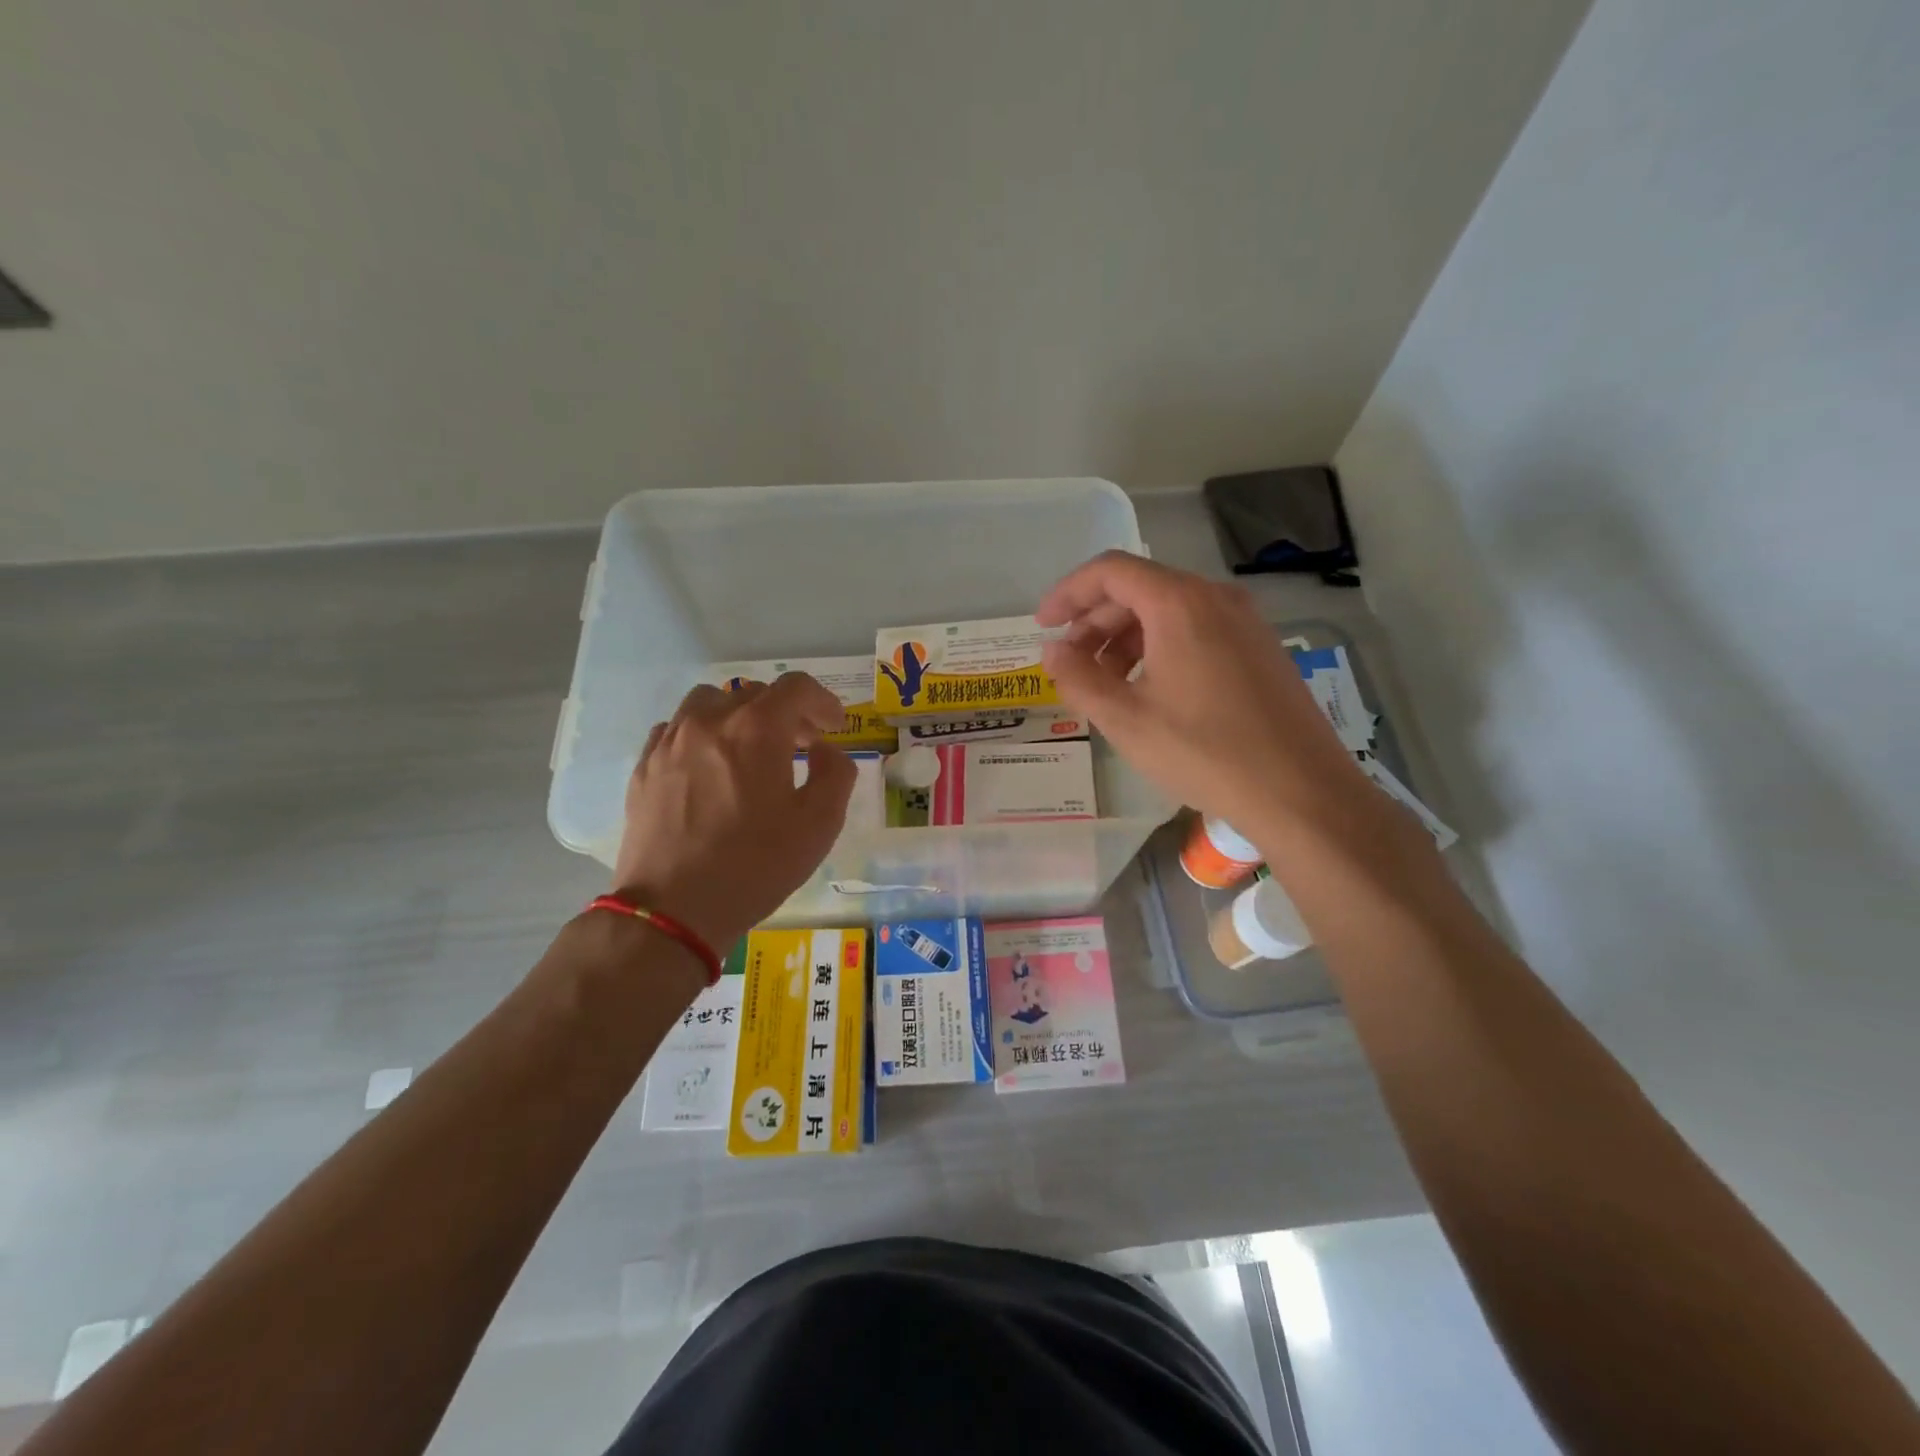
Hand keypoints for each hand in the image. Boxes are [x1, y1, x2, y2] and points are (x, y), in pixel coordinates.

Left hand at [611, 674, 855, 953]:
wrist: (674, 909)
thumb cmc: (755, 866)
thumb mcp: (819, 825)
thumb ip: (835, 774)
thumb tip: (826, 750)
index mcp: (756, 729)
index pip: (796, 688)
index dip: (823, 701)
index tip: (834, 727)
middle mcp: (710, 721)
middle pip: (754, 693)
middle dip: (786, 713)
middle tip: (802, 745)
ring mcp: (670, 741)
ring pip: (710, 702)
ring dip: (739, 716)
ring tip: (751, 749)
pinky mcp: (645, 766)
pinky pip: (677, 729)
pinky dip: (703, 735)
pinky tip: (711, 767)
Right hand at [1036, 551, 1370, 823]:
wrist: (1301, 792)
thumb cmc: (1204, 752)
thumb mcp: (1125, 719)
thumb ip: (1078, 678)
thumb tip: (1053, 651)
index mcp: (1179, 603)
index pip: (1110, 572)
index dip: (1068, 594)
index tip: (1043, 626)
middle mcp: (1215, 598)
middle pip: (1139, 589)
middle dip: (1094, 622)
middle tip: (1070, 664)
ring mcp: (1245, 622)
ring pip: (1168, 611)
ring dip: (1125, 638)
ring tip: (1105, 684)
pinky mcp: (1260, 649)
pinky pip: (1196, 630)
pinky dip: (1159, 648)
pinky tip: (1150, 691)